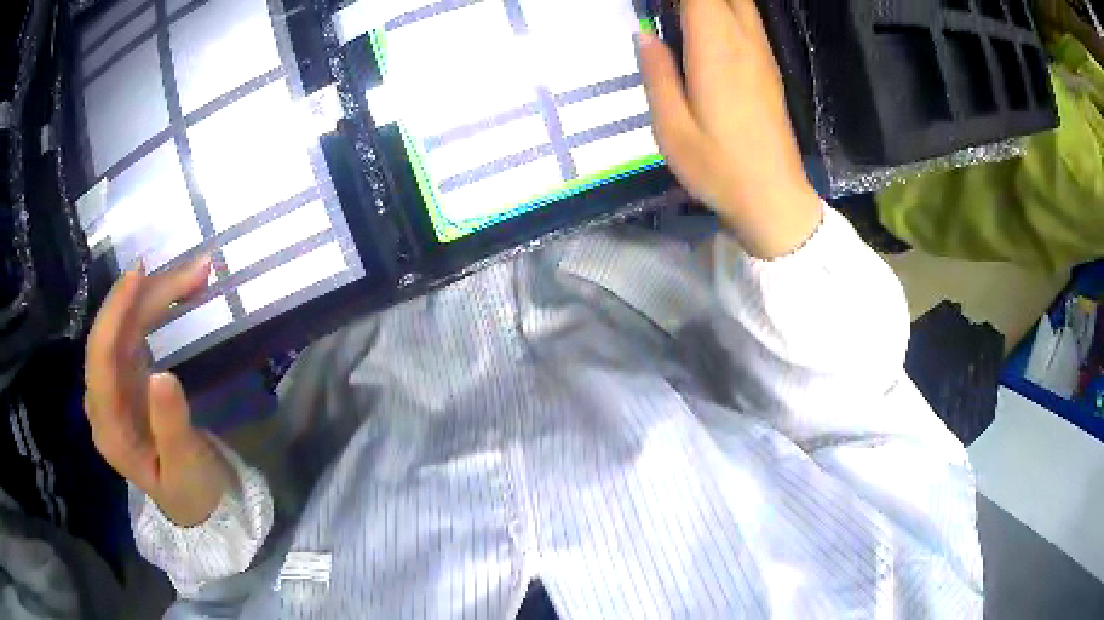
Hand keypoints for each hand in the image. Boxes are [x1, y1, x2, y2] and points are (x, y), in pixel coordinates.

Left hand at [85, 257, 232, 525]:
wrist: (195, 504)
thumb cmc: (191, 493)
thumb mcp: (187, 469)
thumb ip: (172, 427)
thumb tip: (163, 376)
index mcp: (109, 428)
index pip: (100, 360)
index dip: (114, 314)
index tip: (139, 274)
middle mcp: (103, 400)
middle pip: (114, 334)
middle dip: (148, 297)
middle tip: (195, 271)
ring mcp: (114, 386)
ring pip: (126, 326)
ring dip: (157, 296)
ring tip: (196, 275)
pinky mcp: (128, 377)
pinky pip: (136, 332)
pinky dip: (158, 308)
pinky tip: (178, 292)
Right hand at [638, 0, 822, 258]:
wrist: (774, 198)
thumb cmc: (719, 168)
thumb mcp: (672, 129)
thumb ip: (657, 75)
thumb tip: (644, 34)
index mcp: (716, 50)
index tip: (655, 4)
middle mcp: (744, 42)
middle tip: (667, 11)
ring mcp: (762, 54)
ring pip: (742, 3)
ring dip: (714, 2)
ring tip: (681, 14)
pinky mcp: (770, 68)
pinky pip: (750, 20)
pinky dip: (729, 10)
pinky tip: (708, 25)